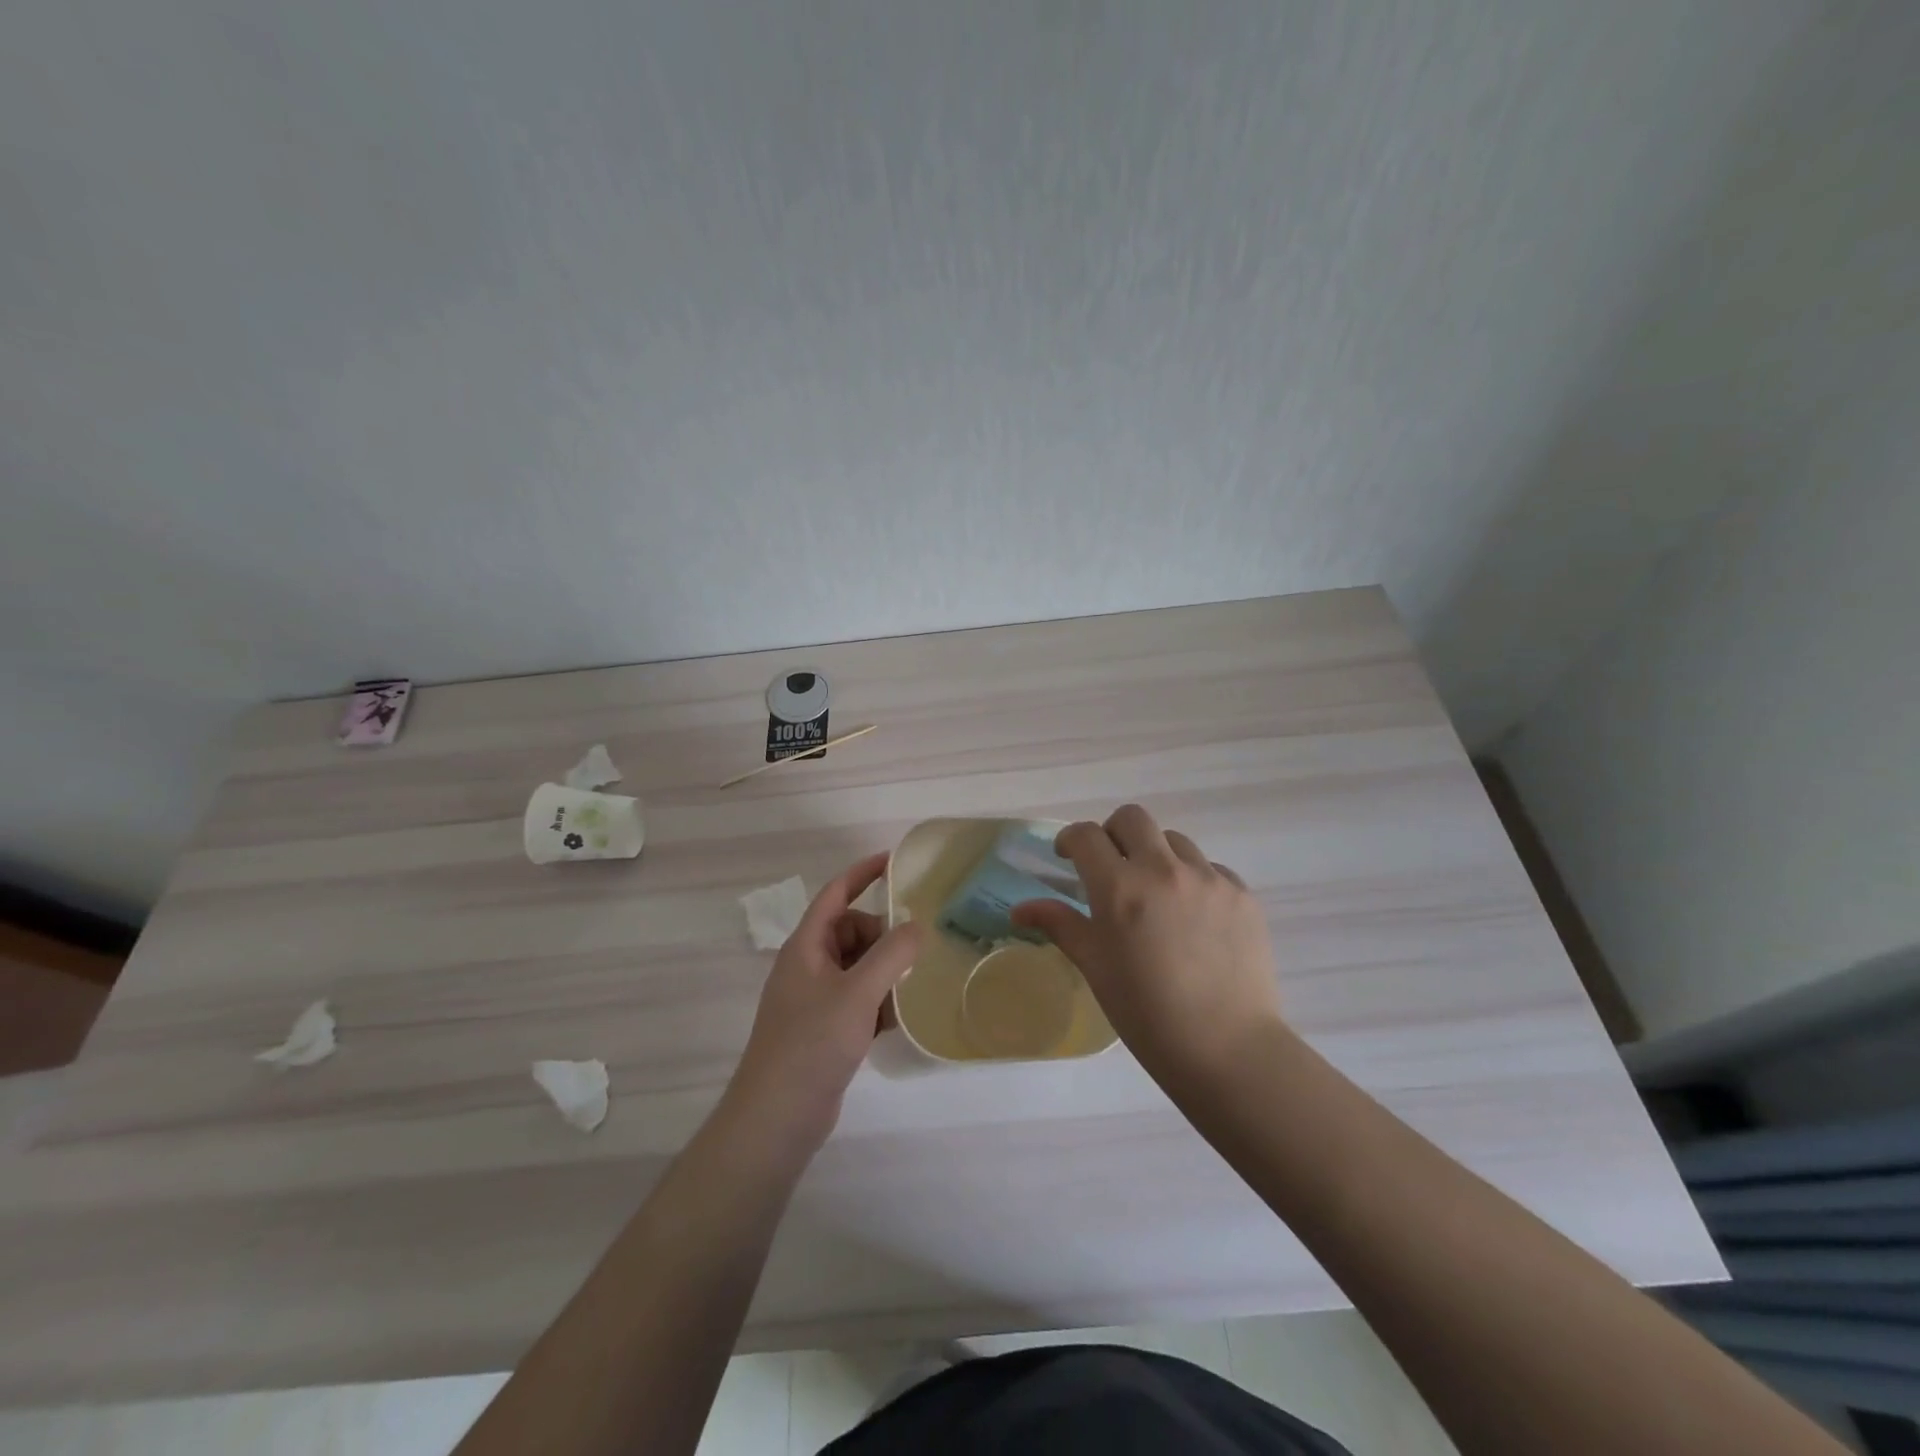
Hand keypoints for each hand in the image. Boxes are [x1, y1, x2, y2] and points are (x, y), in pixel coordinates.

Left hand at [728, 853, 922, 1149]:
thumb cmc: (812, 1043)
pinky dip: (879, 1001)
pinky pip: (859, 998)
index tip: (894, 860)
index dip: (862, 873)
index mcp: (806, 946)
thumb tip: (917, 925)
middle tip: (913, 953)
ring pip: (858, 967)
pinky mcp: (825, 1028)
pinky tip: (900, 1018)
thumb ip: (891, 954)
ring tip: (913, 986)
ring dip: (885, 971)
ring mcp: (815, 999)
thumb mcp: (857, 993)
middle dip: (883, 936)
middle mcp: (808, 966)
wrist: (777, 1117)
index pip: (835, 894)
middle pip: (852, 931)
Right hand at [1011, 805, 1282, 1086]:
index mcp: (1119, 887)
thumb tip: (1020, 908)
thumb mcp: (1094, 966)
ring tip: (1156, 895)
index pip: (1085, 836)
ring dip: (1155, 855)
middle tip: (1111, 867)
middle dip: (1112, 833)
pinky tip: (1193, 918)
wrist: (1227, 1049)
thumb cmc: (1146, 1013)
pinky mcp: (1242, 894)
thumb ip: (1060, 924)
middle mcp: (1164, 869)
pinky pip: (1210, 868)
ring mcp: (1208, 878)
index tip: (1067, 857)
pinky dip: (1192, 879)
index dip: (1070, 840)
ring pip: (1173, 840)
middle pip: (1131, 818)